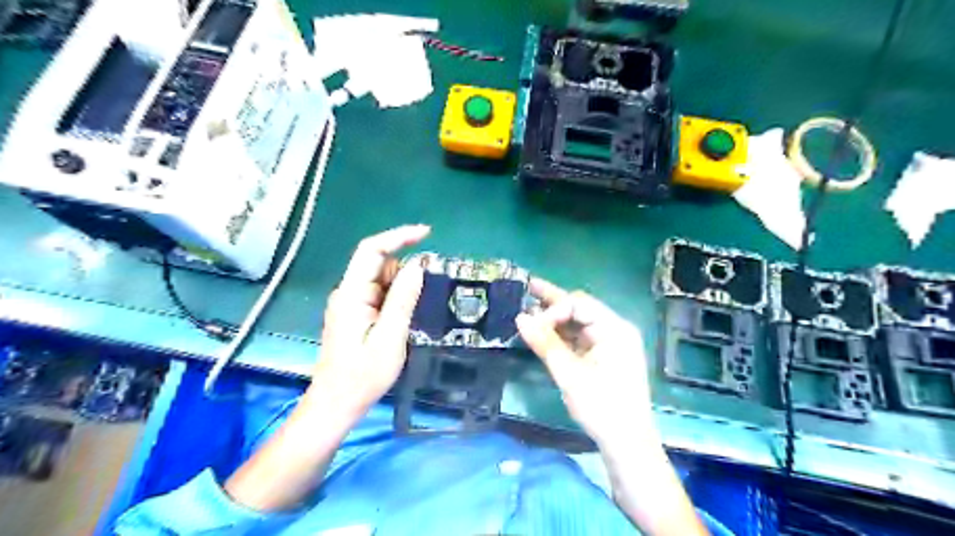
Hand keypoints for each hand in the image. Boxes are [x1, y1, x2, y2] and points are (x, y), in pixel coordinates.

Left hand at [307, 223, 429, 410]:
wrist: (337, 403)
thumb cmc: (363, 375)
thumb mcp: (390, 337)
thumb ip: (403, 299)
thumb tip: (417, 266)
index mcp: (352, 294)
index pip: (371, 250)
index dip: (398, 236)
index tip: (427, 233)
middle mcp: (348, 292)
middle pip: (378, 264)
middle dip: (405, 269)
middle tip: (428, 289)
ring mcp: (351, 302)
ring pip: (381, 279)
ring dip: (402, 287)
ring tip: (413, 313)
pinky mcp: (356, 313)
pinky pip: (379, 294)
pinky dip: (396, 298)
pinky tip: (404, 318)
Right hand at [515, 279, 657, 449]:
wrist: (627, 445)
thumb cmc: (602, 407)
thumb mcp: (570, 374)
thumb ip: (545, 343)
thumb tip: (519, 317)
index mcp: (615, 329)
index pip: (579, 305)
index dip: (552, 310)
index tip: (530, 325)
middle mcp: (615, 330)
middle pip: (580, 309)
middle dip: (553, 302)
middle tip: (528, 287)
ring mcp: (611, 343)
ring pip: (579, 323)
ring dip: (555, 318)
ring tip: (530, 306)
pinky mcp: (604, 357)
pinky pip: (580, 338)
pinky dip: (562, 335)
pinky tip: (544, 331)